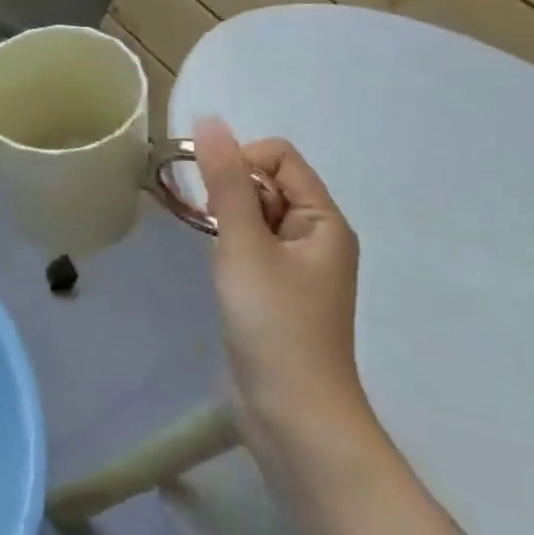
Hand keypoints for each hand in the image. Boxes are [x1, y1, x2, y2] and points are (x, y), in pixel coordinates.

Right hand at [194, 118, 374, 467]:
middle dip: (231, 191)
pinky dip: (230, 244)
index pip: (279, 157)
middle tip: (212, 227)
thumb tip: (209, 120)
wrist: (292, 414)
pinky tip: (220, 271)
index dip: (241, 161)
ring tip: (217, 252)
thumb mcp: (244, 244)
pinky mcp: (277, 290)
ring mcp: (298, 266)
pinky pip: (251, 244)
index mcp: (324, 220)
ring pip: (255, 214)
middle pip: (268, 182)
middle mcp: (317, 236)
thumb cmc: (273, 323)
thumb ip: (224, 181)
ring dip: (228, 219)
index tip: (210, 192)